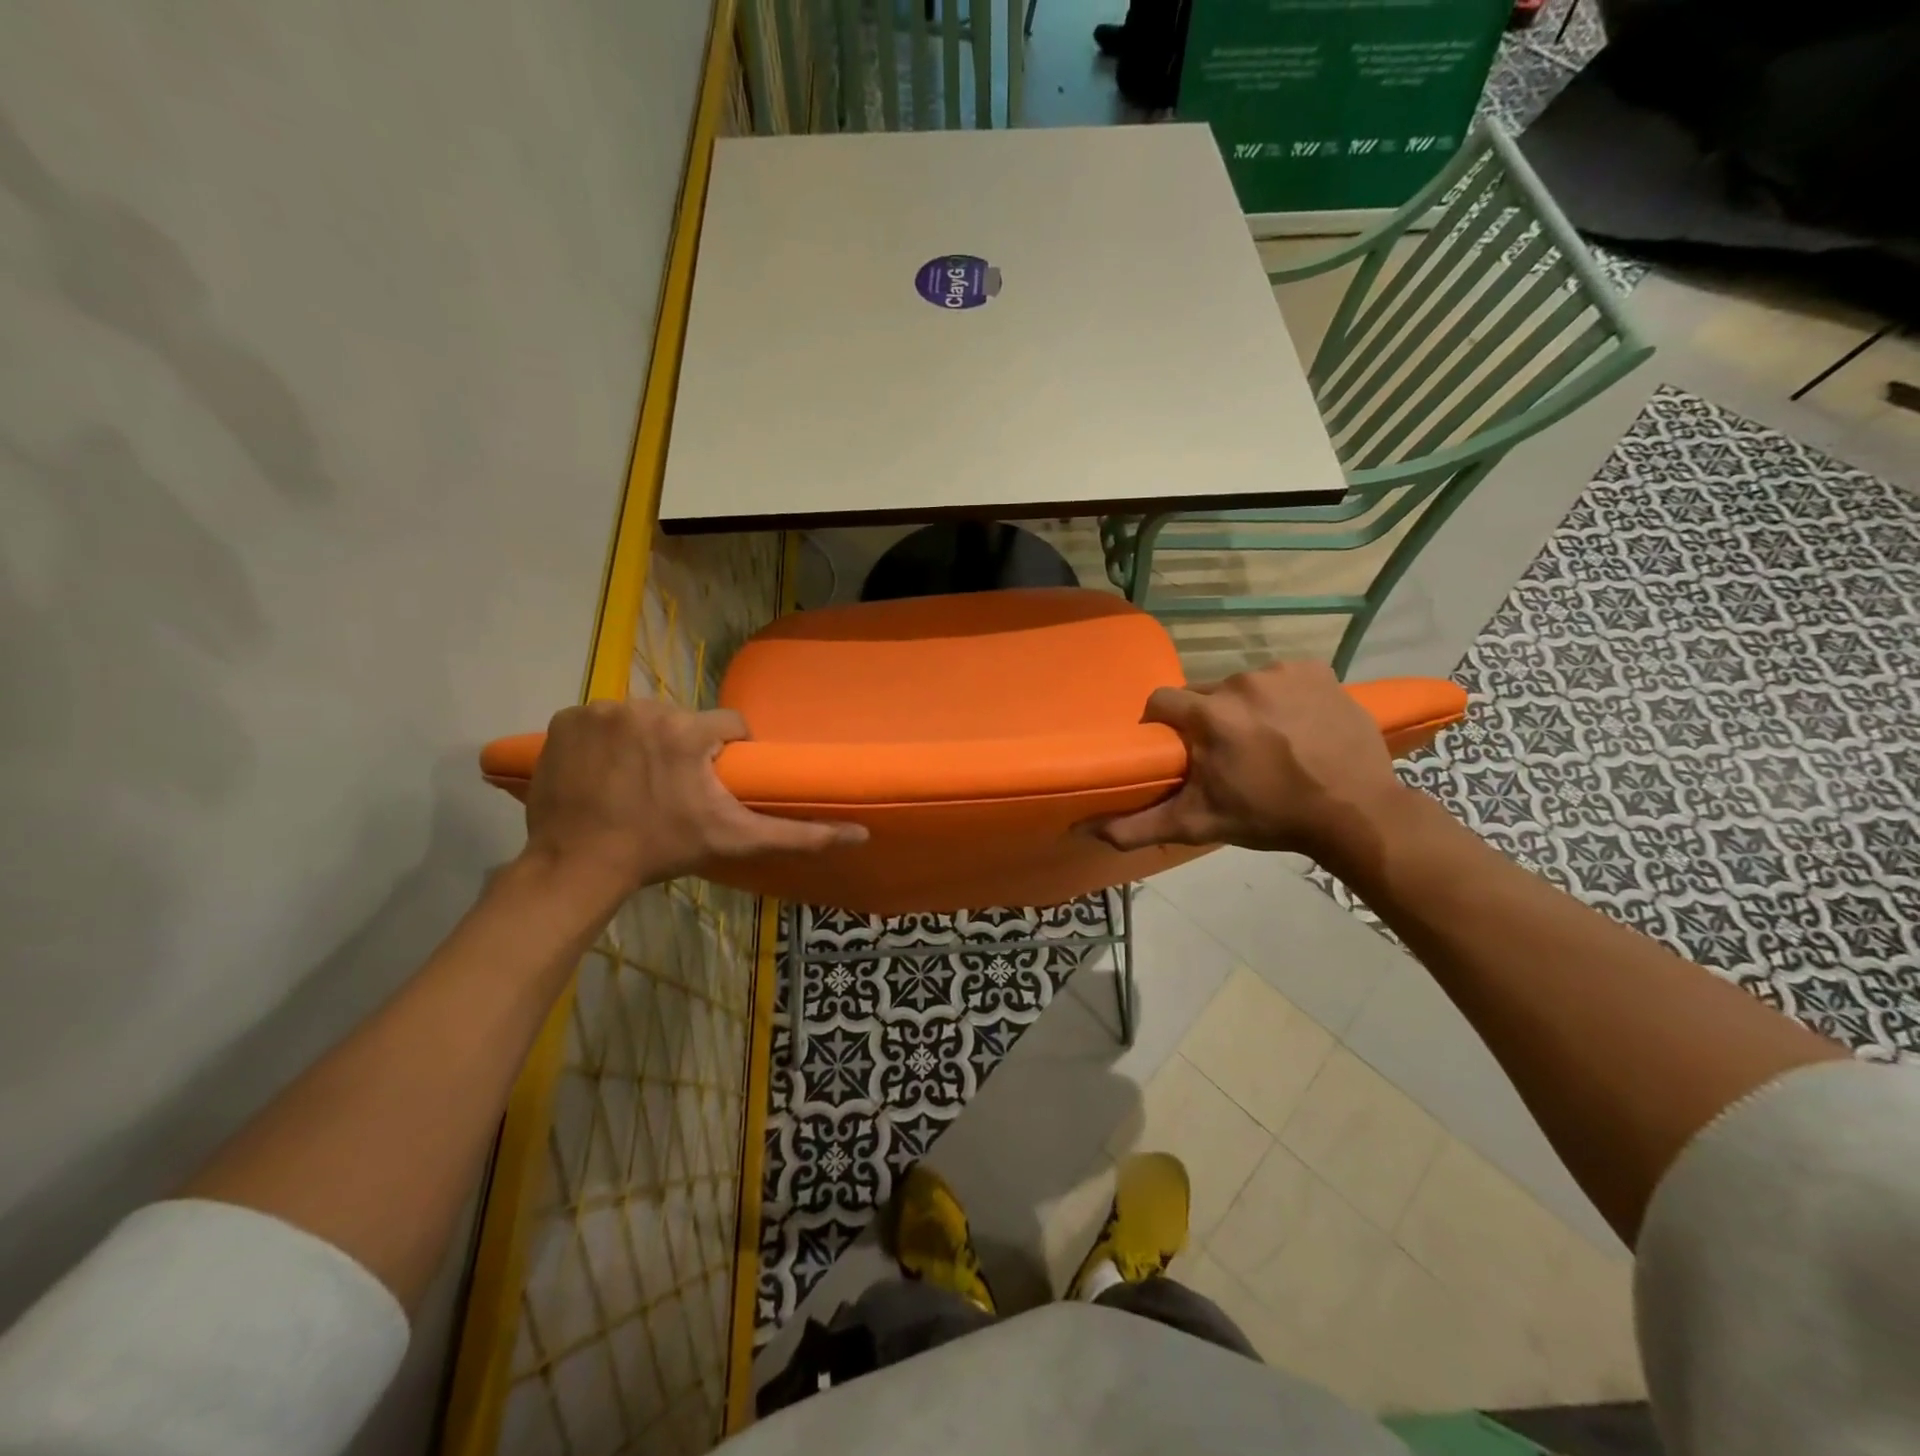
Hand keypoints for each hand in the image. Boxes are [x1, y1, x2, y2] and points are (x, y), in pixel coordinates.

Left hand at [520, 698, 866, 895]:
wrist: (577, 866)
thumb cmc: (661, 850)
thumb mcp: (734, 840)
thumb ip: (799, 834)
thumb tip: (861, 833)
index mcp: (688, 731)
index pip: (728, 725)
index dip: (727, 752)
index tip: (714, 782)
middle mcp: (645, 708)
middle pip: (682, 720)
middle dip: (683, 748)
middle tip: (673, 789)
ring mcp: (599, 711)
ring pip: (642, 718)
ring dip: (645, 742)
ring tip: (636, 782)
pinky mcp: (564, 719)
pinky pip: (599, 720)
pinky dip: (604, 741)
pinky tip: (602, 772)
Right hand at [1095, 660, 1407, 862]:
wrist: (1355, 812)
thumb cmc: (1270, 817)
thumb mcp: (1198, 824)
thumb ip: (1138, 825)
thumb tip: (1085, 828)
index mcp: (1209, 715)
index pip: (1162, 701)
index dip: (1163, 725)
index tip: (1177, 749)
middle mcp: (1240, 682)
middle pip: (1204, 694)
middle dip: (1207, 719)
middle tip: (1225, 754)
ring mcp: (1282, 672)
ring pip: (1242, 685)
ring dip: (1245, 708)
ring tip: (1266, 742)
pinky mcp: (1317, 670)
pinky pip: (1282, 678)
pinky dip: (1282, 697)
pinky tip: (1297, 725)